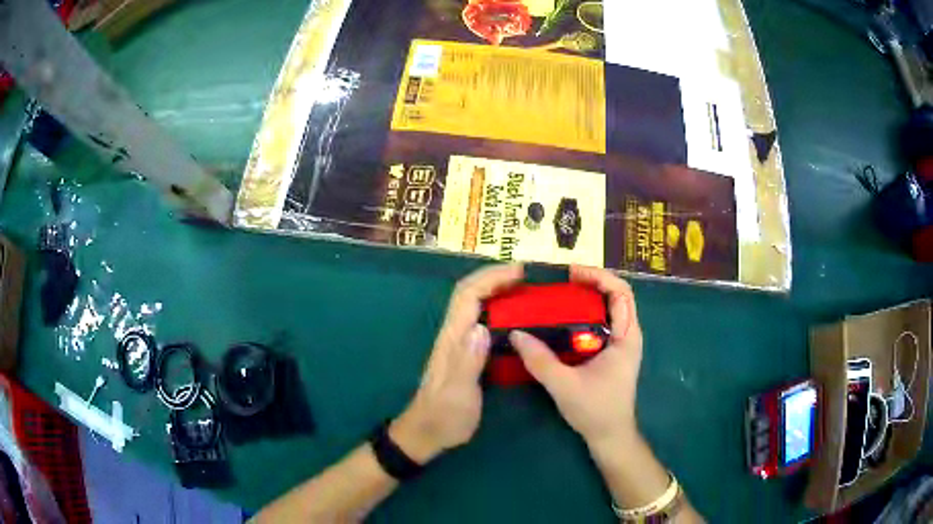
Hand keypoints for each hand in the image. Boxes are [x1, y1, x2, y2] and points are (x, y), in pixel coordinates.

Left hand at [390, 264, 523, 463]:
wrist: (427, 432)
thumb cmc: (444, 416)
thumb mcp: (458, 394)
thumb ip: (468, 362)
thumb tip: (481, 327)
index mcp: (453, 339)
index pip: (468, 295)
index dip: (492, 277)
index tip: (520, 271)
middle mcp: (453, 334)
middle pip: (469, 292)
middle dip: (495, 276)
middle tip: (527, 274)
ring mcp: (457, 342)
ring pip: (474, 304)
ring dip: (496, 288)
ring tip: (524, 288)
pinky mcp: (464, 352)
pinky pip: (480, 319)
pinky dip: (497, 308)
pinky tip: (514, 316)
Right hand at [509, 265, 642, 446]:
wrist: (610, 436)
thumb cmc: (596, 410)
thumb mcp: (564, 385)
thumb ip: (540, 360)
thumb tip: (516, 334)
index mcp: (627, 337)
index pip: (621, 292)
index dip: (598, 276)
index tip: (570, 274)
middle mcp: (627, 334)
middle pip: (614, 295)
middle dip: (589, 283)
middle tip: (558, 282)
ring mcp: (620, 343)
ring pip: (606, 309)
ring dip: (585, 298)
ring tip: (556, 295)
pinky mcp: (610, 353)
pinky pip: (598, 324)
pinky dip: (582, 316)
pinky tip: (559, 320)